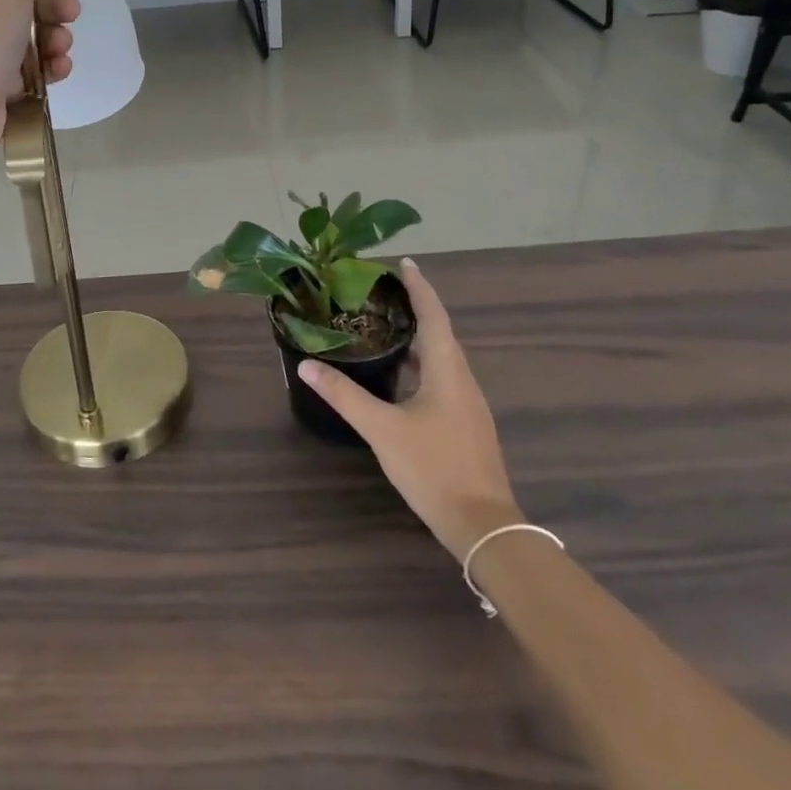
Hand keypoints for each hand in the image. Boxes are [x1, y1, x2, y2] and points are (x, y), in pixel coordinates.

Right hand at [300, 259, 520, 561]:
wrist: (484, 526)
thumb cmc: (434, 469)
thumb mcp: (382, 430)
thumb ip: (345, 396)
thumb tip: (306, 366)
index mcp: (446, 370)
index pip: (433, 315)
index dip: (419, 287)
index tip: (405, 263)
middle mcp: (462, 379)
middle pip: (439, 332)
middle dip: (415, 308)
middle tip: (382, 292)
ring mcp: (468, 404)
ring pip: (441, 357)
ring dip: (417, 336)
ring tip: (385, 324)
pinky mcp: (466, 423)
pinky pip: (442, 377)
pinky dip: (420, 363)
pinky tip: (399, 375)